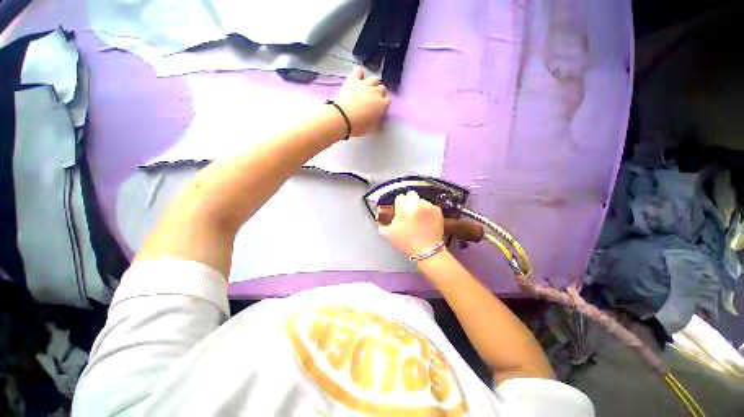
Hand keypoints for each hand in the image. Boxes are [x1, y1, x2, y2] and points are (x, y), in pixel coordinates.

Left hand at [333, 66, 390, 136]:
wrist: (341, 117)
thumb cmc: (357, 126)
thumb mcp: (371, 128)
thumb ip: (378, 123)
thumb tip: (380, 121)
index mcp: (381, 104)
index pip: (388, 101)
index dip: (384, 104)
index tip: (380, 109)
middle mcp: (375, 92)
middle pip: (382, 89)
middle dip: (380, 94)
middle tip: (375, 100)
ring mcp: (364, 84)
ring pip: (374, 79)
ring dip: (373, 84)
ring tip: (369, 90)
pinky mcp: (353, 80)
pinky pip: (359, 70)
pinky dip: (360, 73)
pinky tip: (359, 78)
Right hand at [379, 191, 444, 256]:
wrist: (426, 250)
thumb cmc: (406, 243)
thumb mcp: (389, 234)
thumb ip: (382, 223)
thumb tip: (380, 216)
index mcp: (403, 209)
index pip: (400, 197)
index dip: (399, 203)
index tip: (400, 209)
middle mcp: (416, 205)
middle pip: (411, 194)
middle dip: (409, 200)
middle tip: (409, 210)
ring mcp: (428, 207)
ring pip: (421, 200)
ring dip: (419, 206)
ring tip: (419, 217)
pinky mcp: (438, 210)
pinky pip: (430, 206)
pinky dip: (428, 211)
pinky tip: (426, 220)